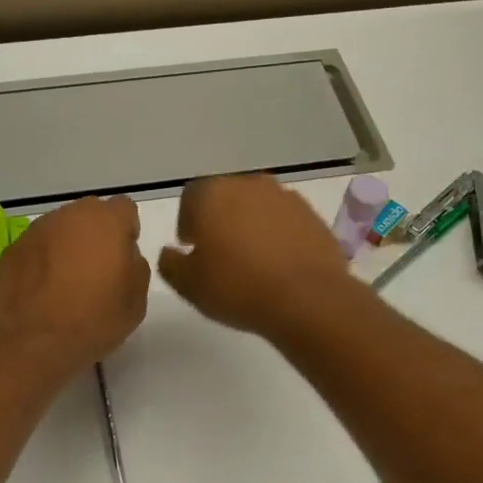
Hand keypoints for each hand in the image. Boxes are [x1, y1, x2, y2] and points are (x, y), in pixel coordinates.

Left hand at [0, 196, 150, 375]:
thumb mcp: (136, 299)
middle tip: (96, 271)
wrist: (31, 342)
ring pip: (60, 230)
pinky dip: (42, 261)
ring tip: (66, 283)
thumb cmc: (93, 320)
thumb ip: (135, 265)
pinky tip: (42, 291)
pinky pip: (37, 248)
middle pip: (89, 215)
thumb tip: (123, 255)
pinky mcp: (12, 249)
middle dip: (96, 235)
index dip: (126, 231)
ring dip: (67, 247)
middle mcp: (69, 215)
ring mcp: (36, 230)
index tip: (122, 258)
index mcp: (106, 221)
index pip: (124, 209)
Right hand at [158, 175, 351, 337]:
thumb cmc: (237, 287)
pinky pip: (285, 221)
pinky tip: (279, 263)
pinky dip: (279, 235)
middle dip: (220, 219)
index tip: (192, 247)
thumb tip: (170, 252)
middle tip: (220, 253)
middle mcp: (248, 184)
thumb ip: (170, 263)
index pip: (190, 197)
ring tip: (252, 260)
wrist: (306, 299)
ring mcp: (284, 197)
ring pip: (257, 206)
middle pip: (226, 196)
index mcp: (212, 193)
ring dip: (251, 225)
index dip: (188, 221)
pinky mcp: (312, 215)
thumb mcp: (188, 284)